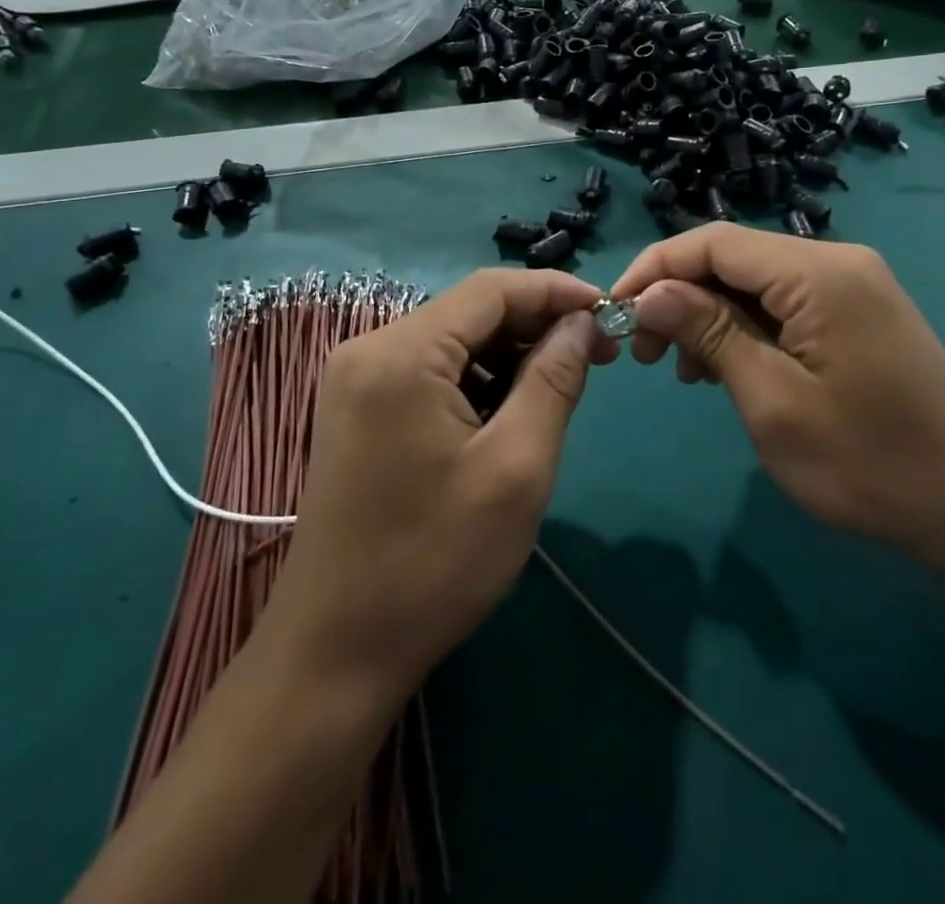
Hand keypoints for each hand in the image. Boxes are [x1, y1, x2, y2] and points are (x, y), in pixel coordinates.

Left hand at [256, 269, 615, 702]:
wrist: (335, 653)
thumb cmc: (435, 562)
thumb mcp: (517, 467)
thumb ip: (554, 380)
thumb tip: (581, 323)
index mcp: (401, 354)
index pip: (491, 290)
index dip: (555, 290)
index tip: (608, 310)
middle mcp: (369, 349)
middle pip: (469, 311)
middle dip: (535, 325)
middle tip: (595, 354)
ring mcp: (356, 380)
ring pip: (451, 341)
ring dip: (508, 354)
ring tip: (559, 385)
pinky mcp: (357, 409)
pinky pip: (428, 370)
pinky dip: (475, 379)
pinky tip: (508, 411)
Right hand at [611, 225, 944, 576]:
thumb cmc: (868, 463)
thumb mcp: (772, 400)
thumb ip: (708, 332)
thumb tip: (650, 292)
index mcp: (819, 272)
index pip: (713, 242)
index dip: (655, 269)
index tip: (613, 312)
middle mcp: (837, 261)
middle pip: (734, 257)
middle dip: (680, 296)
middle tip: (644, 355)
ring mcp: (853, 285)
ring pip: (756, 281)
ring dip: (709, 315)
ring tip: (682, 371)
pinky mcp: (858, 312)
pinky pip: (785, 303)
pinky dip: (745, 328)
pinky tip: (726, 368)